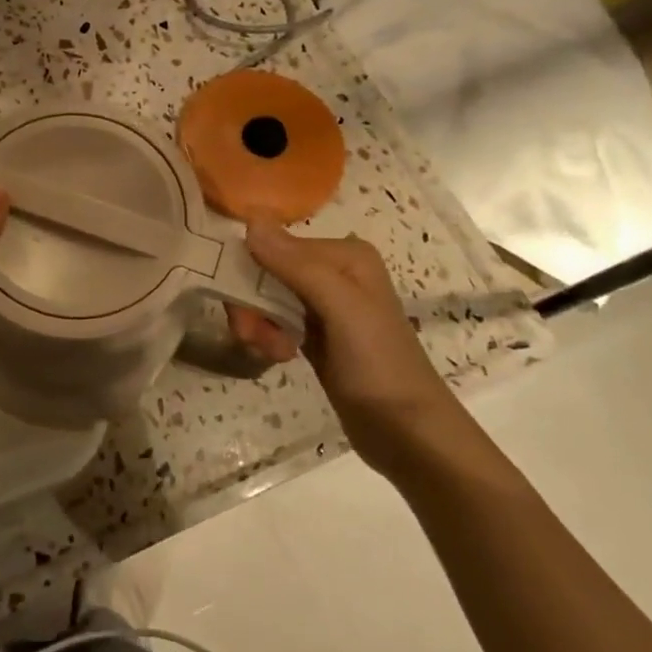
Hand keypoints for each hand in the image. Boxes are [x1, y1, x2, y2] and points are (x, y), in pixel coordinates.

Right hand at [244, 224, 462, 475]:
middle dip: (252, 304)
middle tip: (252, 337)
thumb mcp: (340, 308)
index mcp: (345, 254)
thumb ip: (296, 264)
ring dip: (259, 324)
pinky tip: (280, 356)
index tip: (243, 311)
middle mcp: (334, 271)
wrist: (408, 433)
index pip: (275, 246)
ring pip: (266, 298)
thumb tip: (251, 219)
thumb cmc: (378, 365)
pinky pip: (276, 320)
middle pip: (267, 271)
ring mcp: (325, 304)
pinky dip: (269, 336)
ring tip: (273, 352)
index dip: (250, 274)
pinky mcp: (317, 333)